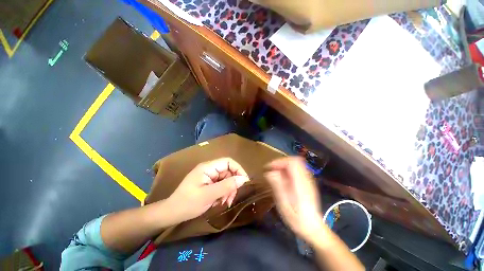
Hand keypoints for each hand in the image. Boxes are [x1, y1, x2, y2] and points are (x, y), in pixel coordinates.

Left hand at [167, 157, 249, 221]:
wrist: (172, 213)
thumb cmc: (188, 203)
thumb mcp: (208, 195)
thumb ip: (226, 186)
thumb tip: (244, 179)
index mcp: (208, 167)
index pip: (228, 162)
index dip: (238, 169)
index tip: (244, 182)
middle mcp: (210, 169)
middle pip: (228, 171)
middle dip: (233, 184)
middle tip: (231, 198)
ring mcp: (209, 176)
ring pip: (226, 179)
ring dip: (228, 190)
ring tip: (225, 202)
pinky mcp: (209, 183)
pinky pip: (222, 185)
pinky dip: (224, 193)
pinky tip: (220, 202)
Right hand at [265, 157, 324, 241]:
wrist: (313, 228)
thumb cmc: (297, 219)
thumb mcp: (284, 204)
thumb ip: (277, 186)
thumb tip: (269, 172)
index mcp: (300, 183)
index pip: (292, 162)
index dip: (279, 162)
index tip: (269, 167)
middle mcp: (306, 179)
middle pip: (295, 160)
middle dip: (281, 162)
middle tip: (272, 168)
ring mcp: (308, 180)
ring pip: (297, 164)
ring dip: (284, 165)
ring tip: (276, 172)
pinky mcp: (307, 182)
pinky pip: (297, 169)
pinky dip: (288, 169)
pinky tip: (283, 178)